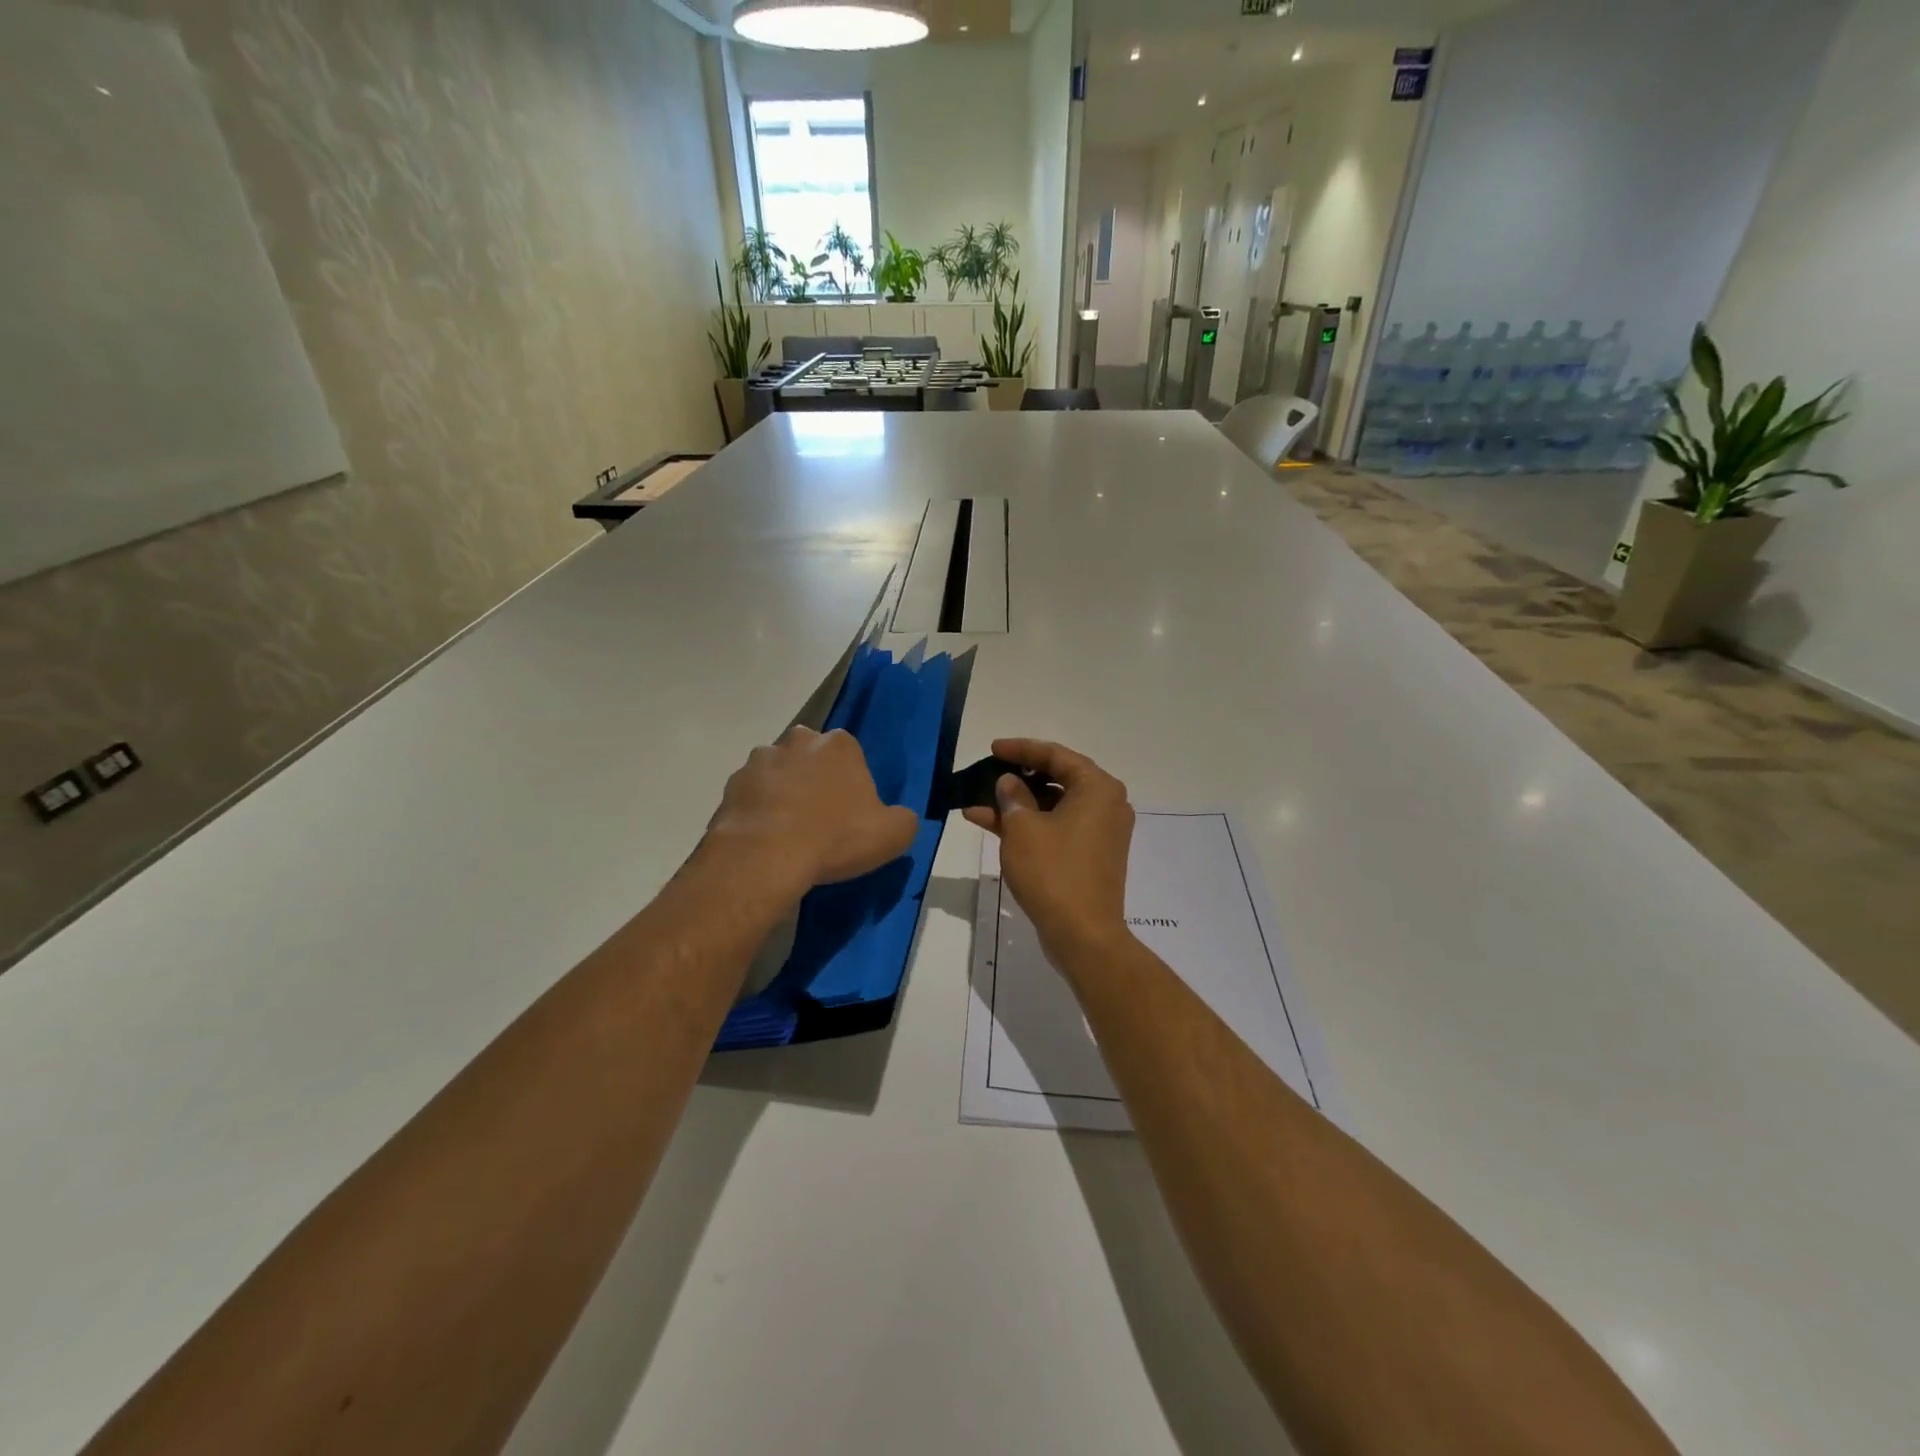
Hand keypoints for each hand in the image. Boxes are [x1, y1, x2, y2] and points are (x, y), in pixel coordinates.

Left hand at [703, 726, 919, 898]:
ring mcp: (759, 761)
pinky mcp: (730, 786)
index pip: (850, 755)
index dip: (851, 784)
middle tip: (820, 821)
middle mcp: (798, 741)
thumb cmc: (835, 838)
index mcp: (839, 744)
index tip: (851, 814)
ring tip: (788, 834)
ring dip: (783, 794)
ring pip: (778, 774)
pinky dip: (757, 813)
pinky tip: (764, 842)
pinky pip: (751, 798)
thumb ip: (903, 820)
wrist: (765, 857)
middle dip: (814, 781)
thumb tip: (899, 819)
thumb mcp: (893, 835)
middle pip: (811, 758)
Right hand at [963, 738, 1133, 964]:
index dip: (1020, 749)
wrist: (1083, 934)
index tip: (992, 749)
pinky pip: (1058, 828)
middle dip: (1017, 778)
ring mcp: (1101, 832)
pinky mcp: (1092, 855)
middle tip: (987, 773)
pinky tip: (991, 825)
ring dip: (1017, 805)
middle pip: (1057, 778)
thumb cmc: (1053, 872)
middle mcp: (1107, 804)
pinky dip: (1030, 826)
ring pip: (1053, 806)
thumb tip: (1010, 782)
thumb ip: (1012, 796)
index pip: (1055, 755)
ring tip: (977, 804)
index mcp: (1098, 788)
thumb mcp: (1022, 828)